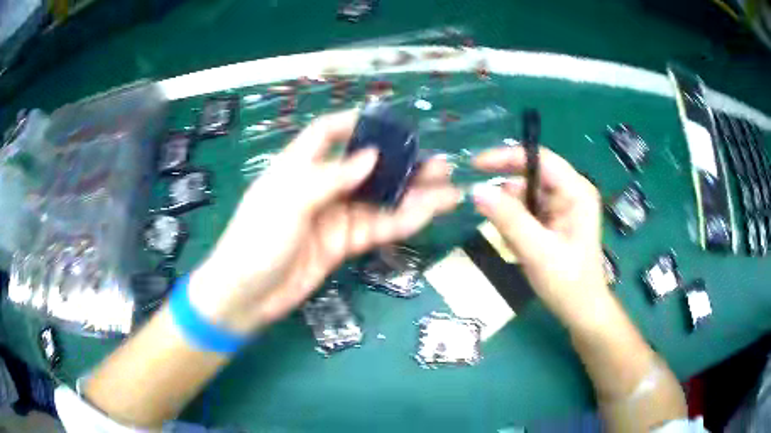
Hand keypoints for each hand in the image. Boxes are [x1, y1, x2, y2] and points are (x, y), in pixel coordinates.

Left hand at [190, 111, 459, 333]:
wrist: (246, 297)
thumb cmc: (256, 242)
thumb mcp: (288, 203)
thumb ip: (329, 178)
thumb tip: (371, 156)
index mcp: (298, 167)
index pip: (327, 133)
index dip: (355, 124)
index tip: (391, 123)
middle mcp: (320, 187)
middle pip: (365, 168)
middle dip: (400, 165)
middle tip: (438, 164)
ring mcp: (334, 217)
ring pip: (379, 200)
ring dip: (413, 195)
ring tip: (449, 190)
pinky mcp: (343, 243)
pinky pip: (377, 227)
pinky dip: (403, 221)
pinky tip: (429, 214)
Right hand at [471, 146, 608, 327]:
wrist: (580, 312)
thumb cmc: (568, 283)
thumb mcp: (537, 251)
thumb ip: (508, 219)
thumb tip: (476, 190)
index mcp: (576, 192)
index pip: (539, 159)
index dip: (507, 157)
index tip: (476, 165)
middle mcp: (570, 193)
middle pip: (530, 177)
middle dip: (508, 196)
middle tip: (488, 217)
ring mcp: (561, 207)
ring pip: (524, 196)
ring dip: (510, 216)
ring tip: (513, 244)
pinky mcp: (553, 221)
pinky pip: (526, 212)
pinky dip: (515, 226)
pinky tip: (518, 248)